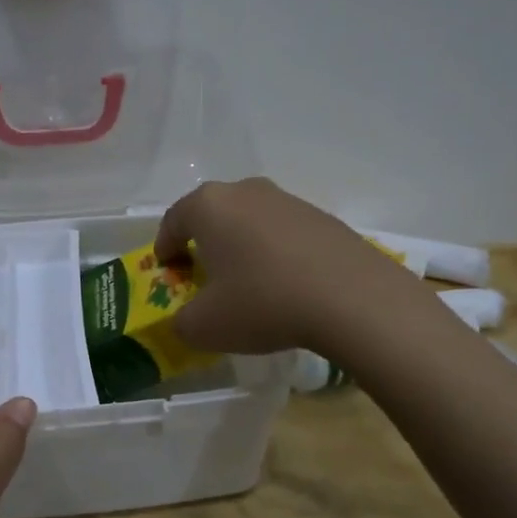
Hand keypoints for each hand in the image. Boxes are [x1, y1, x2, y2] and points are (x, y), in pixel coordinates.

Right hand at [153, 177, 419, 354]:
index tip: (168, 271)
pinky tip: (285, 284)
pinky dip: (275, 253)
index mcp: (208, 206)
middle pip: (213, 215)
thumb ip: (181, 322)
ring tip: (247, 282)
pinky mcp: (322, 217)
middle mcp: (245, 191)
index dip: (164, 248)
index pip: (173, 221)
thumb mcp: (204, 326)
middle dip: (204, 243)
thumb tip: (185, 319)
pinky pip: (283, 233)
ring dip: (242, 247)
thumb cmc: (262, 302)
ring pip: (250, 221)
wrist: (352, 298)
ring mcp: (288, 200)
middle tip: (204, 276)